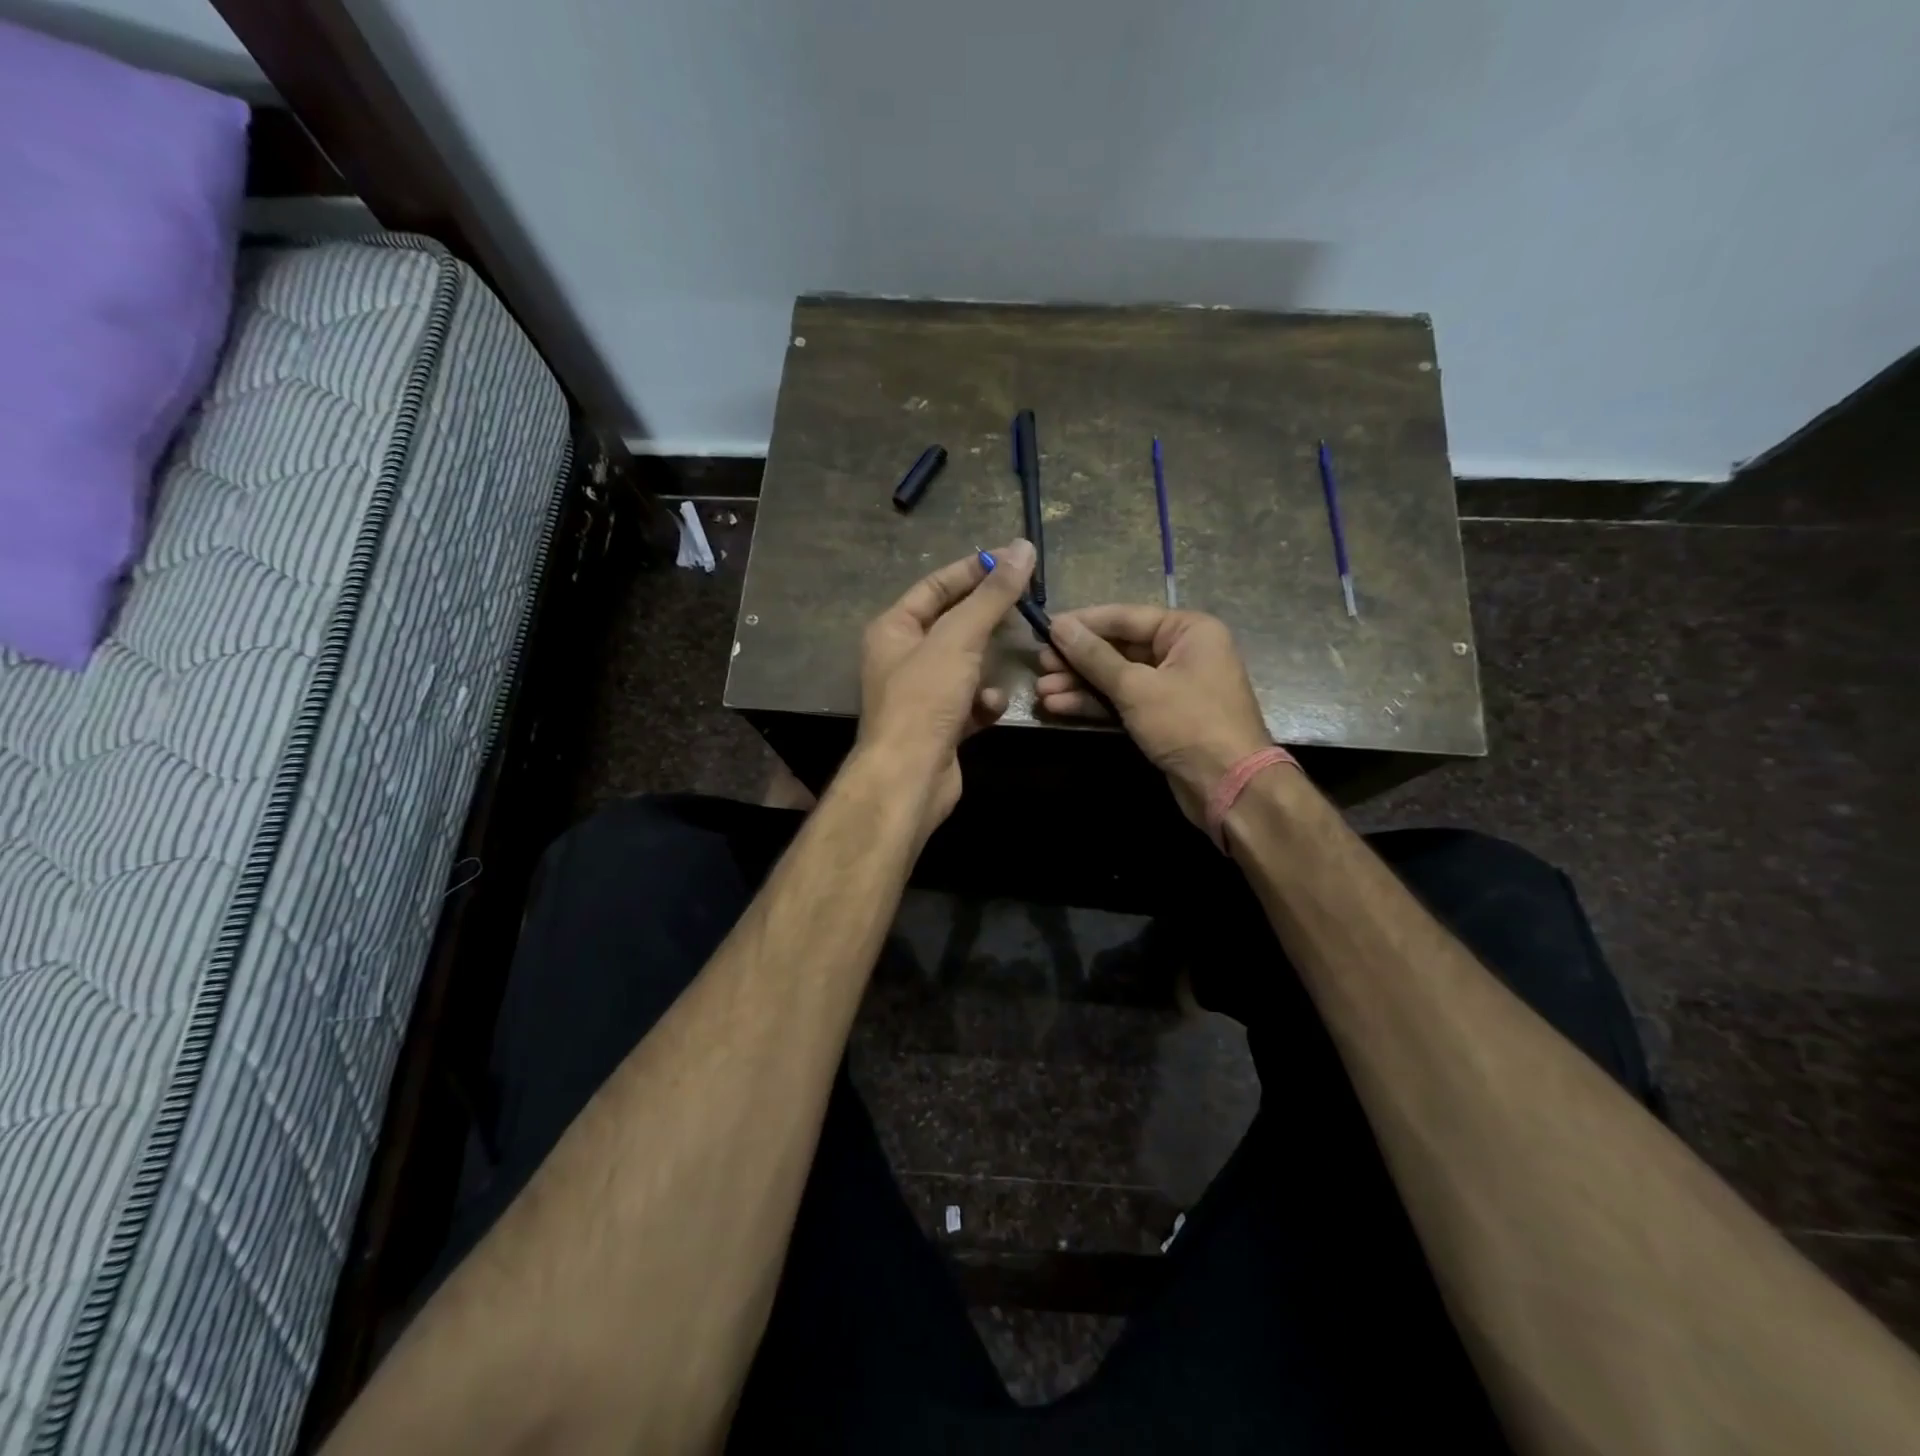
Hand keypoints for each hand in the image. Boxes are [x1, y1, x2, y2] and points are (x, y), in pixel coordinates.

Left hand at [855, 539, 1035, 834]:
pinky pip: (969, 702)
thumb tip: (1021, 548)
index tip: (1010, 561)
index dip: (971, 571)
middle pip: (952, 625)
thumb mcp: (959, 638)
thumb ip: (991, 595)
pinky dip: (983, 702)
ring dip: (988, 665)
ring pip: (965, 666)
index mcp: (893, 629)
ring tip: (1013, 657)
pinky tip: (991, 708)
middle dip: (986, 619)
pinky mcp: (940, 725)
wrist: (910, 776)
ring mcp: (921, 694)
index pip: (934, 586)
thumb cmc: (925, 699)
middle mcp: (902, 658)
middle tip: (1024, 607)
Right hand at [1036, 605, 1271, 827]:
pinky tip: (1059, 706)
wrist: (1229, 786)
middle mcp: (1182, 652)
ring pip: (1117, 678)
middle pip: (1119, 648)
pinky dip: (1095, 704)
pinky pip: (1124, 701)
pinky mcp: (1162, 717)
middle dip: (1078, 660)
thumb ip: (1094, 656)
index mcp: (1188, 630)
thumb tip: (1058, 626)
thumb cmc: (1188, 723)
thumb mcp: (1136, 687)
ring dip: (1080, 684)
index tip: (1045, 628)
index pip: (1126, 617)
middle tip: (1040, 664)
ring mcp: (1172, 687)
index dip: (1084, 623)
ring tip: (1042, 691)